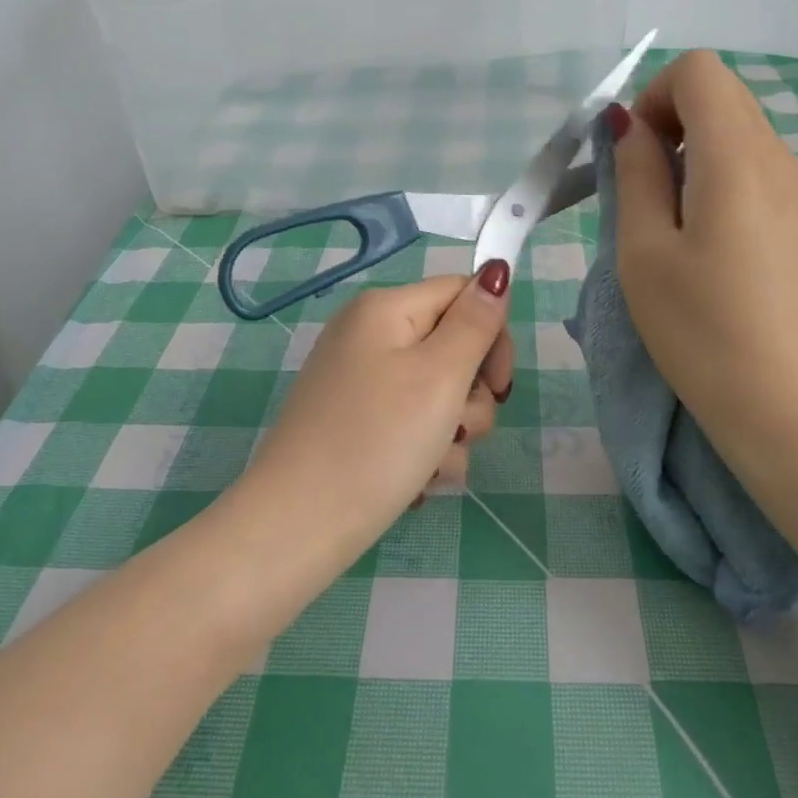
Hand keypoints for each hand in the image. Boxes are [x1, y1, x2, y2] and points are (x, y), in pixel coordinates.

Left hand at [240, 264, 512, 569]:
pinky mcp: (355, 421)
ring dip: (451, 431)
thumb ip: (476, 321)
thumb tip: (496, 269)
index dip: (492, 334)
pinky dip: (424, 449)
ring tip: (432, 465)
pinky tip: (416, 482)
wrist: (297, 528)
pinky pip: (410, 420)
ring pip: (437, 391)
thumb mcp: (440, 375)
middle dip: (470, 394)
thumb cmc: (377, 442)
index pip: (462, 293)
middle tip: (460, 429)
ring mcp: (359, 381)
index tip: (499, 387)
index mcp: (385, 308)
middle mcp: (369, 335)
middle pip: (451, 344)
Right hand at [610, 50, 797, 450]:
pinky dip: (728, 183)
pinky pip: (765, 174)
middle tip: (647, 190)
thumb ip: (636, 175)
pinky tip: (717, 251)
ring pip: (745, 136)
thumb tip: (629, 124)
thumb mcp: (644, 252)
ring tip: (678, 229)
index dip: (655, 95)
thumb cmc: (704, 333)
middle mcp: (783, 162)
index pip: (700, 71)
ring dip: (699, 156)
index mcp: (738, 159)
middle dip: (673, 122)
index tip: (636, 153)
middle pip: (725, 97)